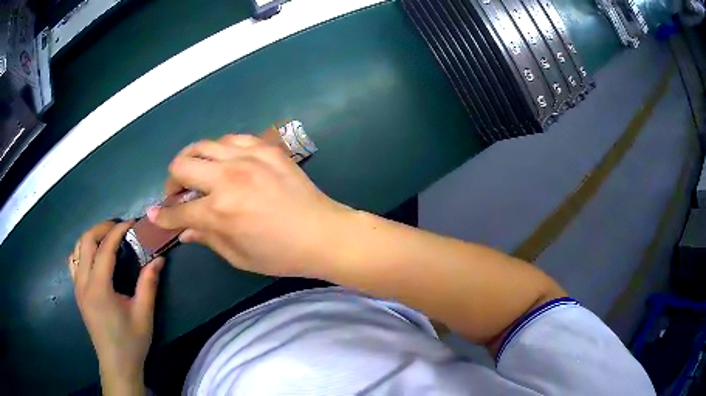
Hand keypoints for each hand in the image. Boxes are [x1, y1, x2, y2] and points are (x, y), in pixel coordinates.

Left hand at [69, 221, 163, 394]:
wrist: (116, 364)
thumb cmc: (131, 342)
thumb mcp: (143, 314)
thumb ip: (148, 284)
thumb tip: (159, 259)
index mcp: (99, 288)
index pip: (104, 248)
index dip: (118, 231)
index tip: (132, 223)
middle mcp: (83, 283)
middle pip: (85, 241)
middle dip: (102, 228)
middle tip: (120, 228)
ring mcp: (77, 287)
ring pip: (77, 248)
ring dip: (91, 237)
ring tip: (108, 238)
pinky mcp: (77, 292)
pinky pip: (74, 261)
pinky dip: (82, 250)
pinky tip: (94, 256)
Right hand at [148, 134, 352, 277]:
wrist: (324, 233)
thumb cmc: (281, 254)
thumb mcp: (238, 256)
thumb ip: (207, 238)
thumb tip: (183, 231)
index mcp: (219, 210)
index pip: (178, 211)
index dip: (162, 216)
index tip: (154, 215)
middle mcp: (228, 177)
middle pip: (181, 164)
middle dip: (172, 181)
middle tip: (179, 194)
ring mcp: (249, 157)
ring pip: (204, 144)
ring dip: (194, 160)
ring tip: (199, 174)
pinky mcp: (267, 148)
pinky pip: (232, 138)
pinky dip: (221, 150)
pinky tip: (225, 162)